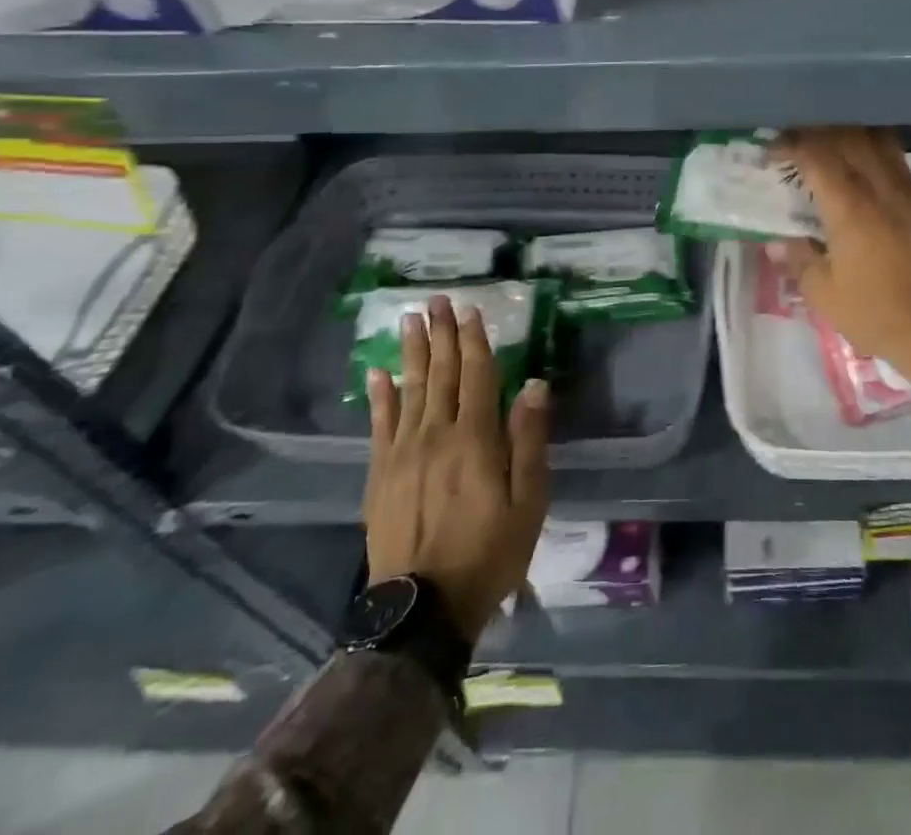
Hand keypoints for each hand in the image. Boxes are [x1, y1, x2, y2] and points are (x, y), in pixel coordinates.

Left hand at [362, 296, 550, 640]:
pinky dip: (379, 396)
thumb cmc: (488, 552)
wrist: (422, 611)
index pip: (476, 375)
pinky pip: (379, 424)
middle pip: (440, 374)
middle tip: (435, 300)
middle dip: (440, 334)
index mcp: (475, 439)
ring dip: (412, 352)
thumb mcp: (528, 501)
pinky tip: (377, 372)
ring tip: (409, 320)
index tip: (470, 310)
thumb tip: (533, 384)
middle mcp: (436, 435)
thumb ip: (529, 439)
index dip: (474, 340)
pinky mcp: (380, 474)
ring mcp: (402, 453)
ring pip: (409, 390)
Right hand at [772, 127, 910, 414]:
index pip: (816, 154)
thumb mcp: (826, 296)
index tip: (774, 149)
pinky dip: (884, 167)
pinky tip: (878, 188)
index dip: (791, 144)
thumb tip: (777, 244)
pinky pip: (906, 173)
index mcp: (849, 206)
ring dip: (857, 139)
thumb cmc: (880, 315)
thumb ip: (800, 261)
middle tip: (803, 141)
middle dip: (823, 132)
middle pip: (852, 138)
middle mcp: (883, 189)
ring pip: (884, 146)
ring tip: (839, 151)